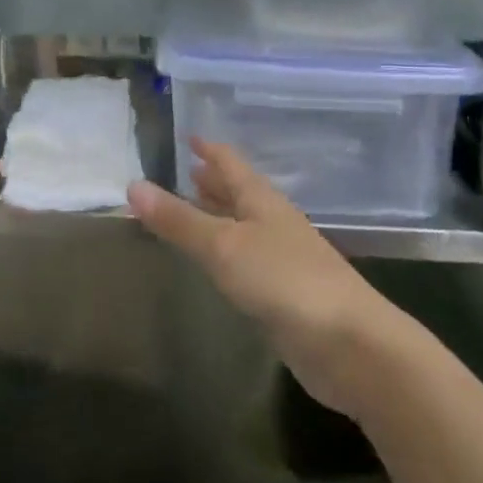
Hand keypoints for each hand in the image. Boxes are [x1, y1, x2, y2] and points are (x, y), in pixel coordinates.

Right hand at [128, 139, 405, 417]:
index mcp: (261, 201)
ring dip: (220, 214)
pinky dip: (227, 251)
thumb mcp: (223, 246)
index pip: (231, 164)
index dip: (210, 150)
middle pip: (240, 192)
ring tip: (194, 207)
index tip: (189, 136)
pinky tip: (218, 262)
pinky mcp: (285, 295)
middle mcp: (273, 222)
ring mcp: (283, 259)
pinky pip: (247, 260)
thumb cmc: (285, 281)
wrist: (351, 346)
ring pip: (243, 226)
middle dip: (214, 181)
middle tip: (186, 169)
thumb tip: (132, 185)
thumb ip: (179, 220)